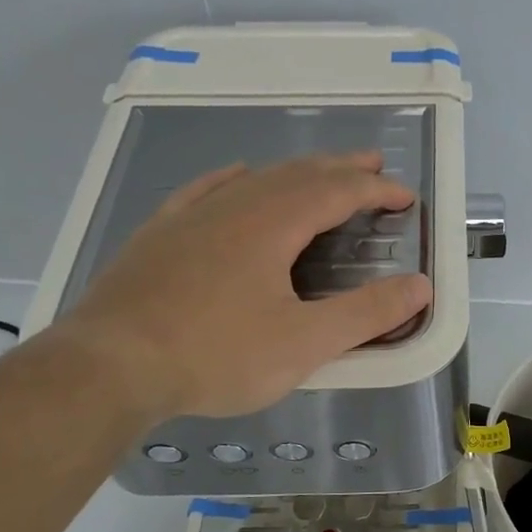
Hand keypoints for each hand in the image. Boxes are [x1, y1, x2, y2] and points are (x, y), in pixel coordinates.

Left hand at [56, 152, 430, 421]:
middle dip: (341, 169)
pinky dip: (235, 178)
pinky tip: (237, 175)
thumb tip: (421, 287)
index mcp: (273, 223)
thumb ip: (367, 314)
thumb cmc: (216, 354)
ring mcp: (191, 216)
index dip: (376, 190)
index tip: (405, 197)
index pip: (338, 191)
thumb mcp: (305, 343)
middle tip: (372, 166)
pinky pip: (206, 190)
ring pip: (255, 178)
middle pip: (298, 174)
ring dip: (296, 172)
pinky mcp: (159, 234)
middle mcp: (234, 205)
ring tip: (319, 173)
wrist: (110, 365)